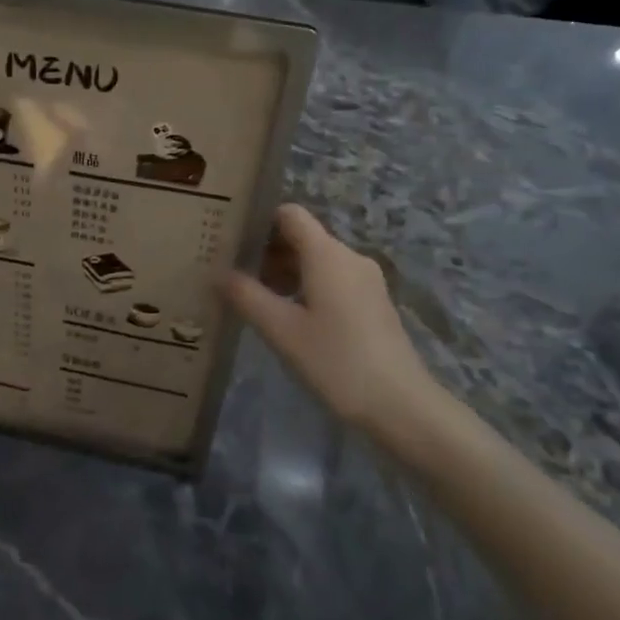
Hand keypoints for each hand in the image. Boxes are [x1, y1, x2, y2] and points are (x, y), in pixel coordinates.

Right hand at [222, 204, 454, 462]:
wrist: (401, 405)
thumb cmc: (336, 362)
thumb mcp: (282, 330)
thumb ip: (247, 296)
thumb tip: (218, 272)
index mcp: (327, 255)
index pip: (290, 214)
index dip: (259, 221)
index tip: (231, 240)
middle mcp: (349, 257)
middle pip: (302, 237)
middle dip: (267, 251)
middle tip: (233, 275)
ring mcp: (365, 280)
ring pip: (316, 260)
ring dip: (284, 272)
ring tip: (255, 299)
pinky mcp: (372, 303)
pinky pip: (332, 280)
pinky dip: (305, 287)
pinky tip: (287, 317)